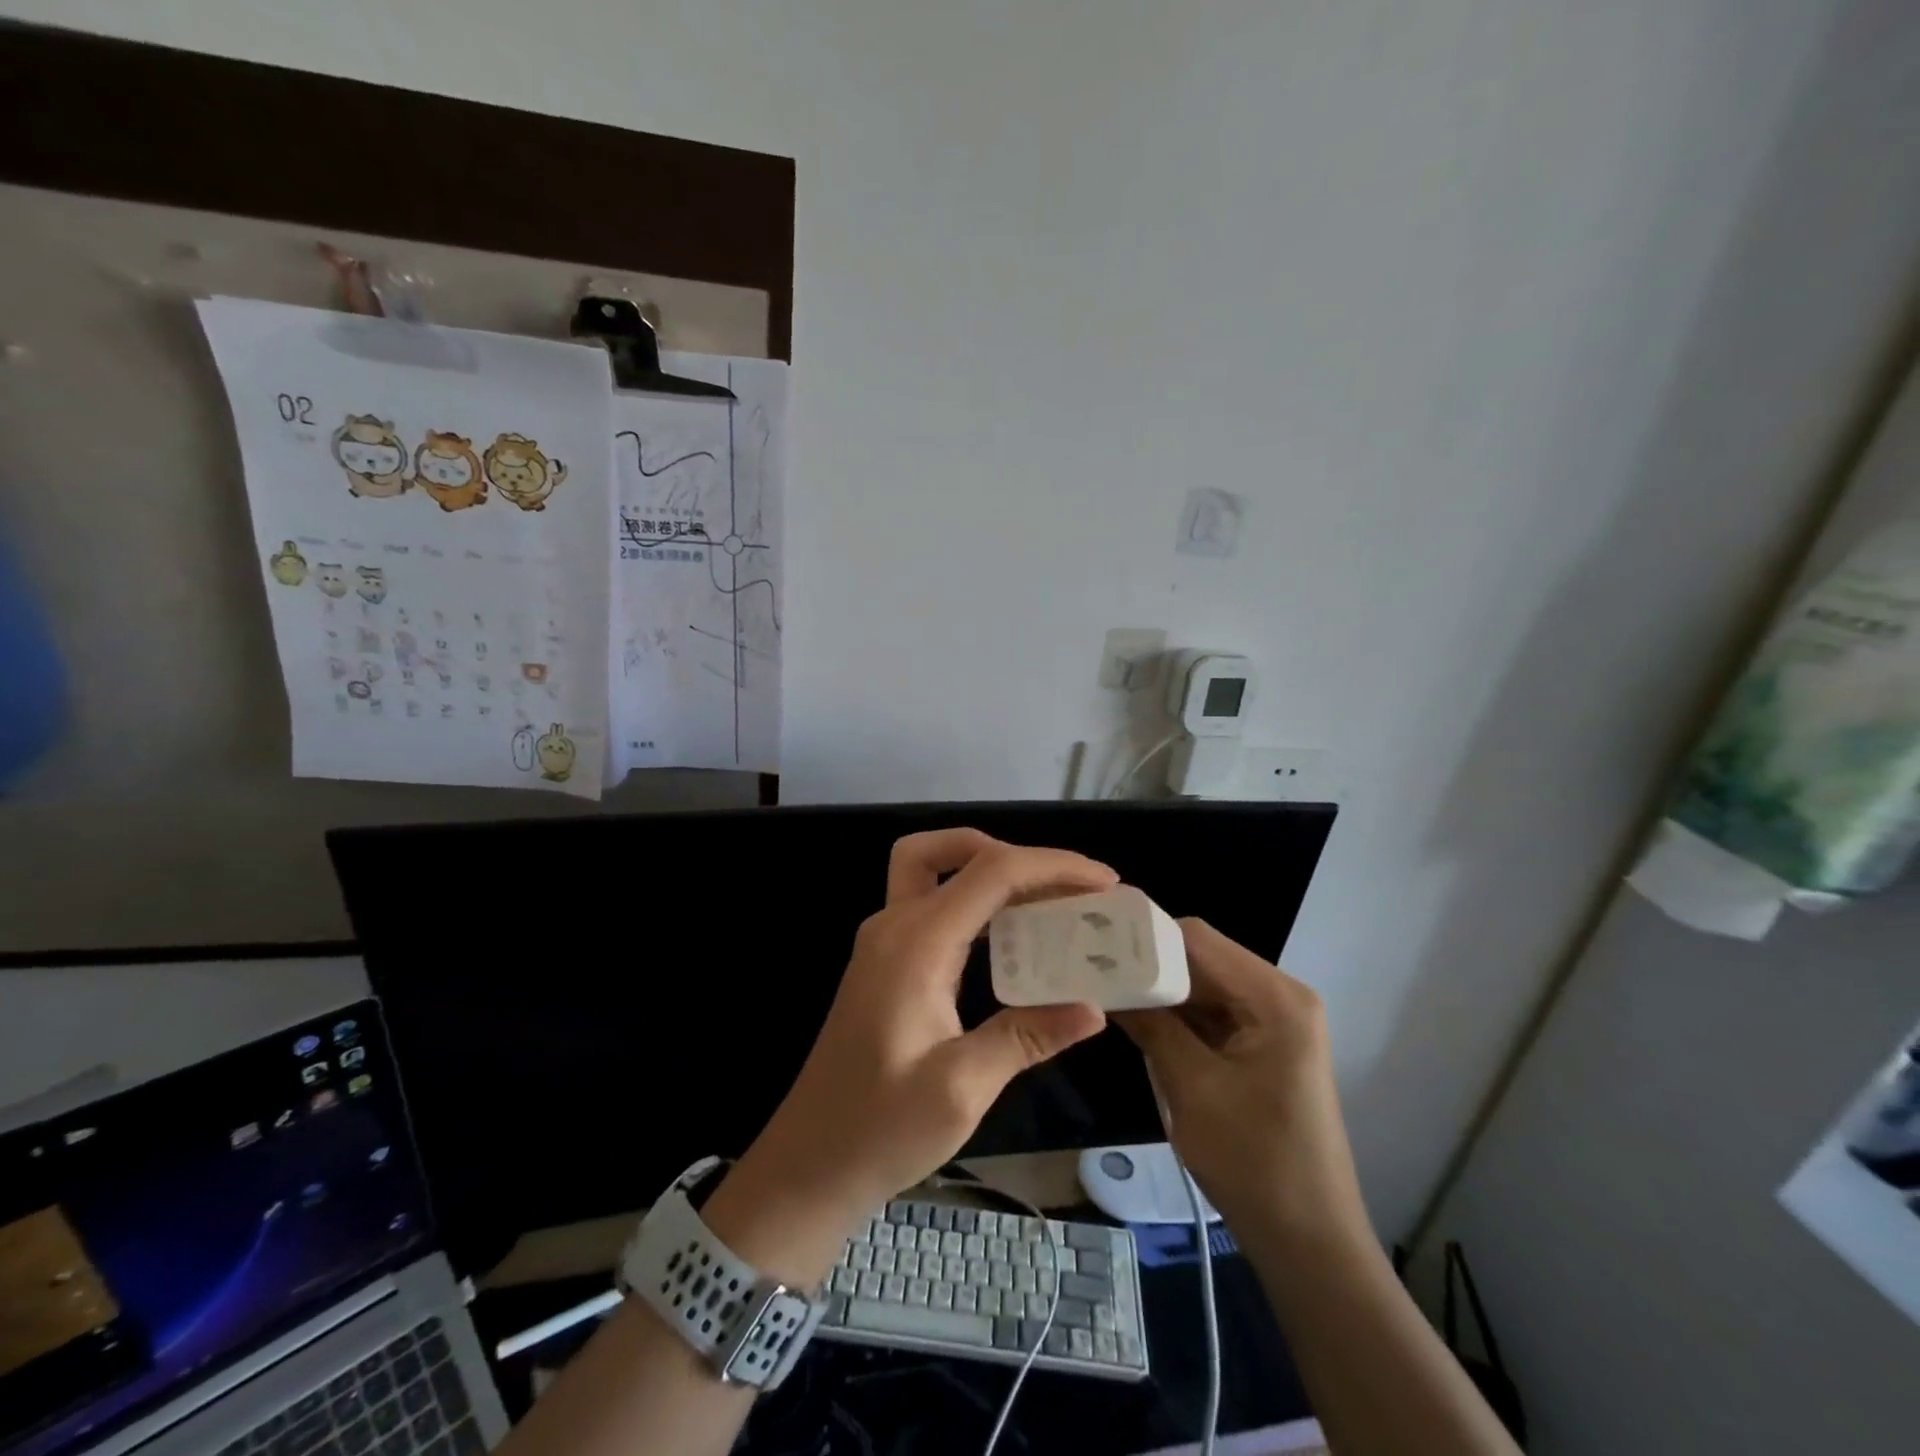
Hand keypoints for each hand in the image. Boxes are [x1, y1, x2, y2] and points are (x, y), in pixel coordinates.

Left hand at [702, 830, 1113, 1282]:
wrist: (809, 1164)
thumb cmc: (880, 1129)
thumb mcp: (961, 1089)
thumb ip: (1026, 1037)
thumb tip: (1093, 1008)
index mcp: (915, 944)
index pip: (991, 873)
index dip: (1052, 866)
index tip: (1105, 883)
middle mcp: (895, 925)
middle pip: (952, 852)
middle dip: (1014, 854)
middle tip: (1067, 888)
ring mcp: (884, 941)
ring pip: (936, 870)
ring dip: (991, 872)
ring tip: (1050, 904)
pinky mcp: (885, 961)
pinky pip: (934, 905)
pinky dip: (975, 902)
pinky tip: (1011, 938)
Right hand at [1115, 919, 1370, 1251]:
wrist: (1310, 1245)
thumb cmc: (1256, 1164)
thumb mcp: (1192, 1088)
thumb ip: (1151, 1024)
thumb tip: (1104, 981)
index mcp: (1276, 998)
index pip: (1198, 939)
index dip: (1145, 939)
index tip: (1095, 948)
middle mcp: (1280, 996)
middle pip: (1201, 958)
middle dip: (1149, 966)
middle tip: (1092, 970)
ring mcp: (1274, 1021)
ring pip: (1202, 985)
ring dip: (1160, 992)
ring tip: (1105, 991)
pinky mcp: (1263, 1045)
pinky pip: (1212, 1013)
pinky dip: (1177, 1016)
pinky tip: (1138, 1020)